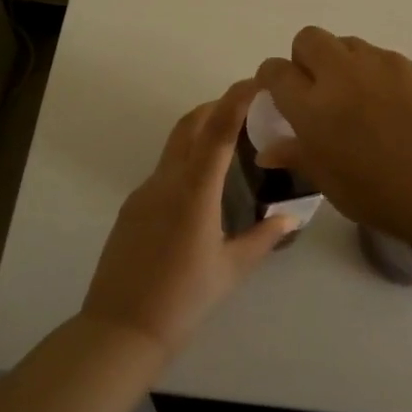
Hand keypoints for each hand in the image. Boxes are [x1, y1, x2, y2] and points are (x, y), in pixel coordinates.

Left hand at [80, 78, 298, 355]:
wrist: (121, 329)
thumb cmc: (183, 300)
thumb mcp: (231, 270)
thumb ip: (263, 238)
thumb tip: (290, 218)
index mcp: (194, 192)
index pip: (216, 131)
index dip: (235, 100)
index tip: (254, 82)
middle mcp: (166, 181)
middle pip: (189, 125)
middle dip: (216, 107)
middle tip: (245, 108)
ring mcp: (144, 192)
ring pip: (174, 146)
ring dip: (199, 133)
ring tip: (228, 144)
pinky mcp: (132, 207)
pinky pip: (163, 171)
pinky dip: (185, 161)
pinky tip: (201, 188)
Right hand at [255, 27, 411, 261]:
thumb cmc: (398, 199)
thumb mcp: (339, 189)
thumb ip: (302, 158)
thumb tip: (270, 150)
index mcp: (315, 107)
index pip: (276, 72)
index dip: (272, 81)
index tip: (279, 98)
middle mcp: (344, 74)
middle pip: (309, 39)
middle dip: (305, 60)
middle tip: (320, 95)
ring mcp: (385, 64)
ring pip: (349, 44)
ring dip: (343, 64)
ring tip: (362, 104)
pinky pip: (385, 60)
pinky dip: (380, 76)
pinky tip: (401, 112)